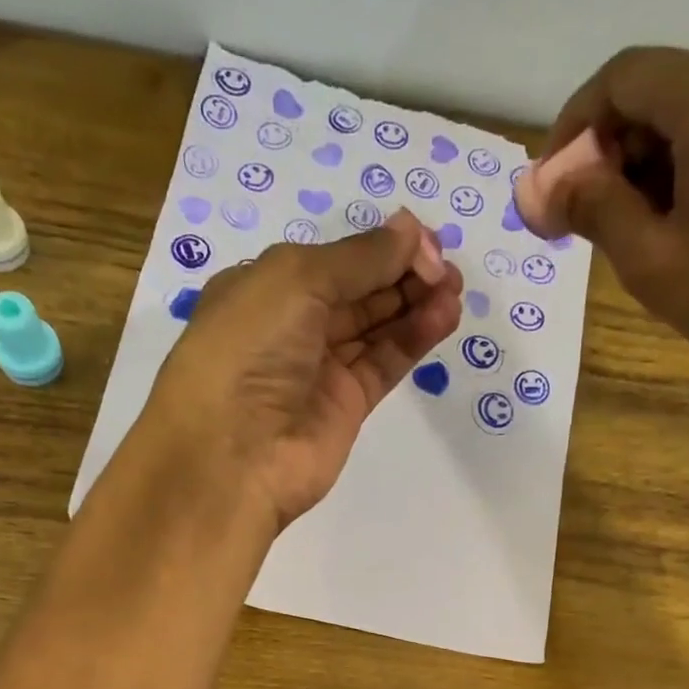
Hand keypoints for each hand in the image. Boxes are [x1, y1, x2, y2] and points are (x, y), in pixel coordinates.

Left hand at [137, 210, 463, 529]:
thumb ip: (360, 257)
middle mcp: (291, 327)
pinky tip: (444, 316)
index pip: (333, 260)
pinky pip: (385, 363)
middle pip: (358, 291)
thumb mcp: (296, 280)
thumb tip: (411, 230)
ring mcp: (320, 369)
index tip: (425, 242)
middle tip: (449, 268)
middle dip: (403, 273)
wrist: (233, 458)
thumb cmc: (249, 350)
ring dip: (415, 304)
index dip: (379, 247)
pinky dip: (414, 338)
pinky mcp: (346, 405)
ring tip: (455, 290)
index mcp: (263, 288)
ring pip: (376, 327)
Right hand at [534, 46, 688, 390]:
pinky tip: (683, 210)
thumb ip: (594, 208)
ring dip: (651, 155)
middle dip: (612, 147)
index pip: (622, 78)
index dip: (575, 126)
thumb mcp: (650, 259)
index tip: (554, 183)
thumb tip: (549, 187)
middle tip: (588, 213)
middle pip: (660, 87)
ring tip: (636, 222)